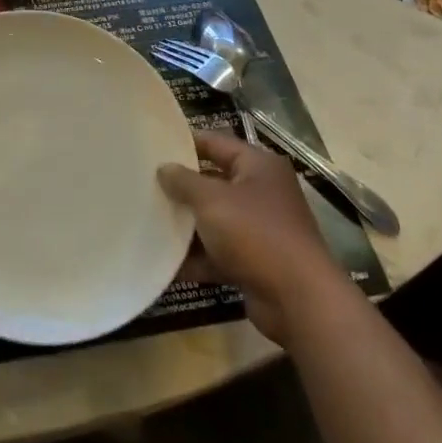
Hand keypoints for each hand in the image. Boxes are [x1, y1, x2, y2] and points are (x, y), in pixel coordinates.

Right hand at [158, 131, 334, 348]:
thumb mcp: (211, 200)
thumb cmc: (255, 233)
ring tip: (146, 221)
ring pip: (214, 220)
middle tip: (143, 184)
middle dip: (181, 187)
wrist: (298, 299)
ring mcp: (259, 229)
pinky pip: (217, 252)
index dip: (184, 143)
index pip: (216, 143)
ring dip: (185, 225)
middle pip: (213, 182)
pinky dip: (195, 257)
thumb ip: (183, 181)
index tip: (151, 147)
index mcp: (259, 167)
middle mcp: (262, 193)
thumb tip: (164, 168)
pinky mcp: (254, 262)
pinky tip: (163, 262)